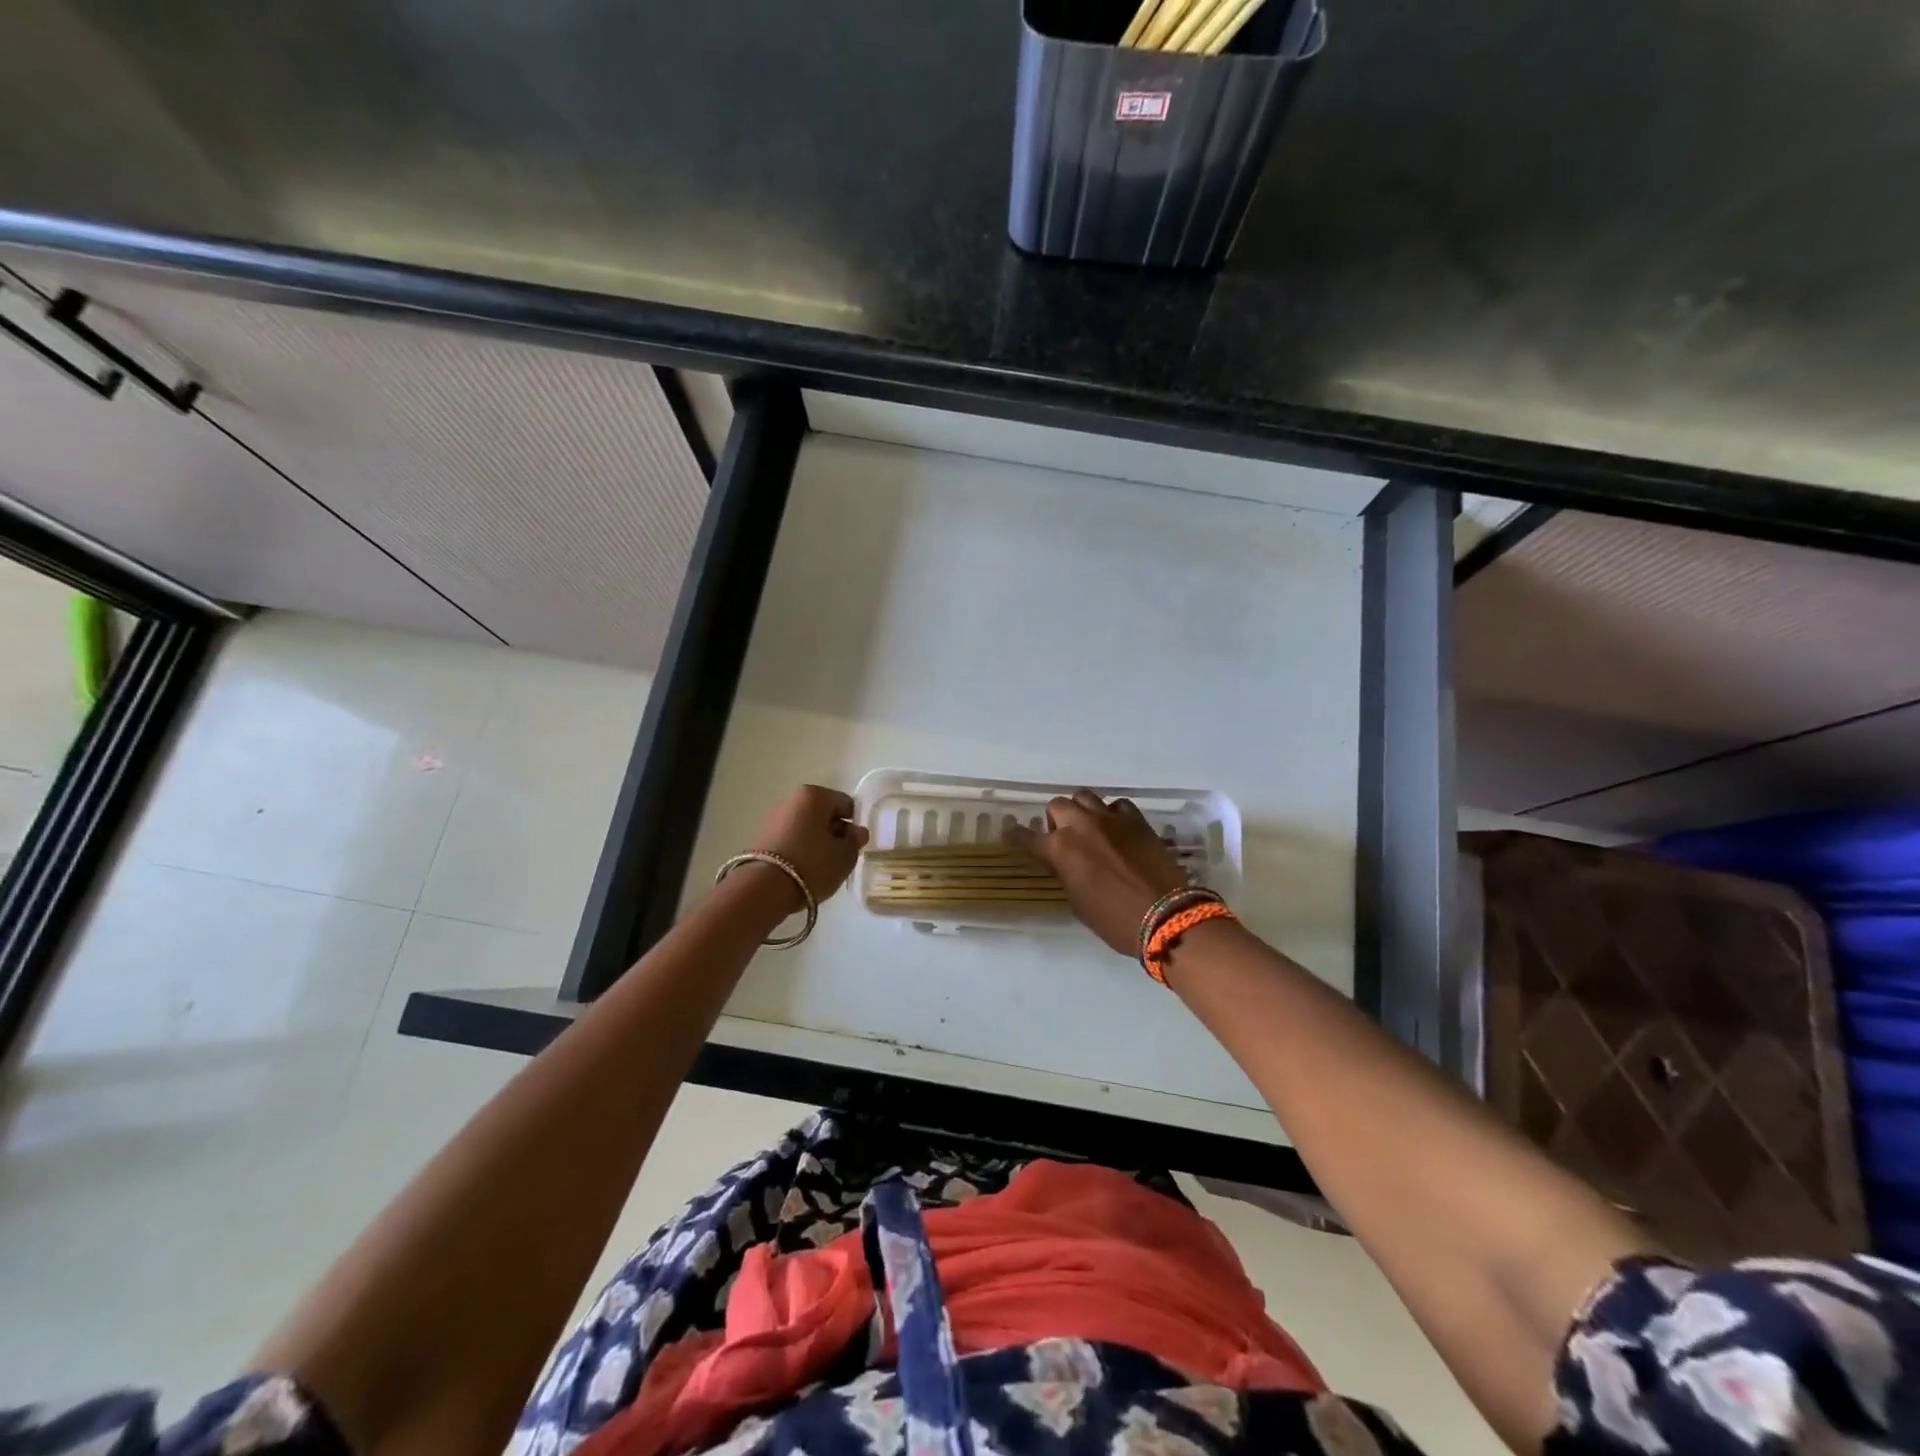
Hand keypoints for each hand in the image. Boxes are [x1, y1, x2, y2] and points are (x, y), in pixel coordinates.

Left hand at [747, 784, 868, 906]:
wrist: (764, 888)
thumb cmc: (812, 864)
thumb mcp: (844, 856)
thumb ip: (854, 841)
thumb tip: (857, 832)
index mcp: (814, 796)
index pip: (846, 804)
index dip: (854, 824)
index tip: (856, 845)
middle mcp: (791, 800)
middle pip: (823, 814)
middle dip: (834, 832)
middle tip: (841, 857)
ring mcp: (773, 818)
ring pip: (806, 827)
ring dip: (817, 842)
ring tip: (822, 867)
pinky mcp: (761, 838)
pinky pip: (791, 839)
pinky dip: (800, 849)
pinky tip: (804, 870)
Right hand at [1006, 790, 1188, 954]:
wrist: (1165, 915)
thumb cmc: (1115, 920)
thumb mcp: (1078, 903)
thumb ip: (1067, 875)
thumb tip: (1068, 865)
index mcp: (1060, 849)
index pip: (1028, 837)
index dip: (1017, 836)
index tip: (1011, 833)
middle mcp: (1081, 826)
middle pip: (1057, 805)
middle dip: (1055, 820)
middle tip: (1062, 837)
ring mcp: (1110, 819)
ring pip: (1085, 797)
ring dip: (1081, 810)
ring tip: (1088, 828)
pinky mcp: (1137, 820)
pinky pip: (1117, 805)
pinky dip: (1112, 814)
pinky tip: (1116, 829)